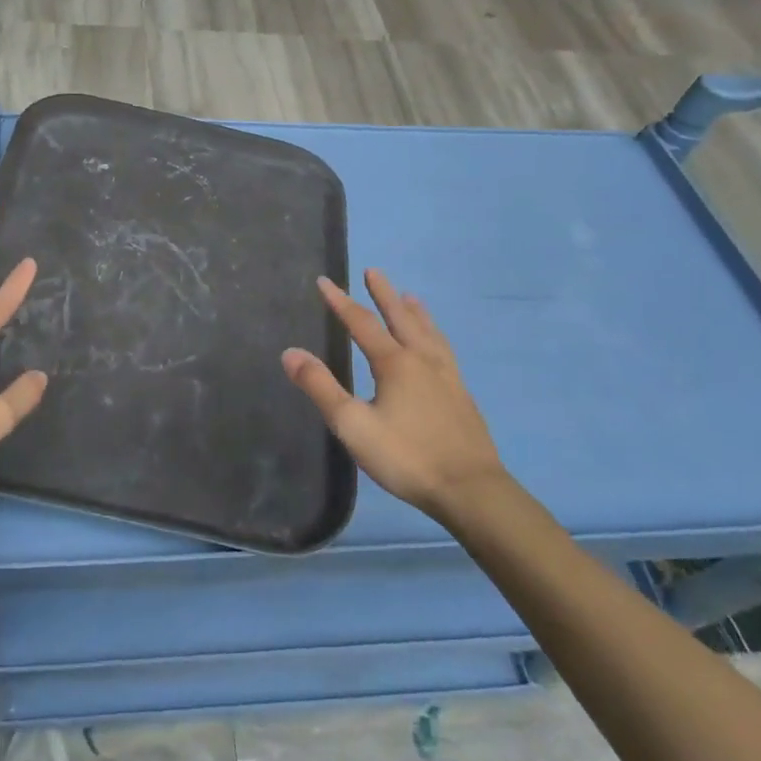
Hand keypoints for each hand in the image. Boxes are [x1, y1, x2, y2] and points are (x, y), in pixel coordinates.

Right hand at [282, 270, 505, 513]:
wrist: (470, 489)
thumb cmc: (406, 456)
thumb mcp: (353, 424)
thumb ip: (321, 387)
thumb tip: (290, 352)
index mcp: (395, 363)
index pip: (362, 323)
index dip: (341, 302)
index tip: (325, 281)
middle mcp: (423, 360)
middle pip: (401, 318)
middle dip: (383, 295)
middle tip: (374, 271)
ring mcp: (447, 377)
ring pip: (428, 333)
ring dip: (415, 312)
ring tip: (409, 297)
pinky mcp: (461, 395)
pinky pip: (444, 350)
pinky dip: (434, 335)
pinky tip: (436, 347)